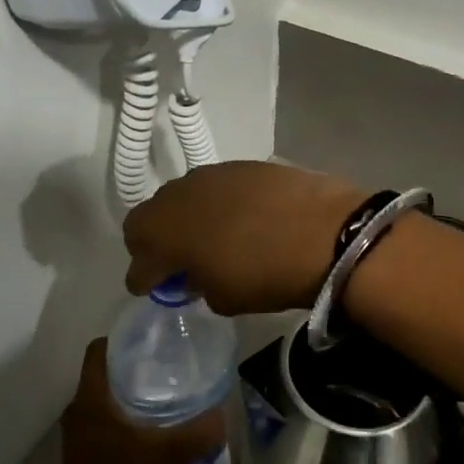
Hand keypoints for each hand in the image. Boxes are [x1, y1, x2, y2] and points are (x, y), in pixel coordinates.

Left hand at [58, 339, 228, 463]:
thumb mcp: (169, 457)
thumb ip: (199, 431)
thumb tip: (222, 410)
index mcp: (91, 401)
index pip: (97, 351)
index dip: (121, 338)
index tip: (150, 338)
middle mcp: (78, 411)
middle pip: (102, 371)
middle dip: (131, 364)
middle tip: (167, 362)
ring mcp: (78, 434)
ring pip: (103, 396)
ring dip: (128, 391)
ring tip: (165, 391)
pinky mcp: (83, 453)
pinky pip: (102, 418)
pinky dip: (123, 414)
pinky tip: (152, 425)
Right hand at [123, 161, 365, 315]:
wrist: (325, 231)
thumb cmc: (265, 274)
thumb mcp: (223, 298)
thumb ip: (198, 284)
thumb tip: (195, 274)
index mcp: (163, 233)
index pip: (138, 260)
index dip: (142, 279)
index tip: (149, 288)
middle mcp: (177, 197)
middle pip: (149, 219)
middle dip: (155, 242)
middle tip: (175, 262)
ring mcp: (209, 175)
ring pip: (181, 198)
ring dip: (186, 219)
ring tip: (209, 239)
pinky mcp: (240, 165)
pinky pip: (214, 187)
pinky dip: (217, 205)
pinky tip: (240, 219)